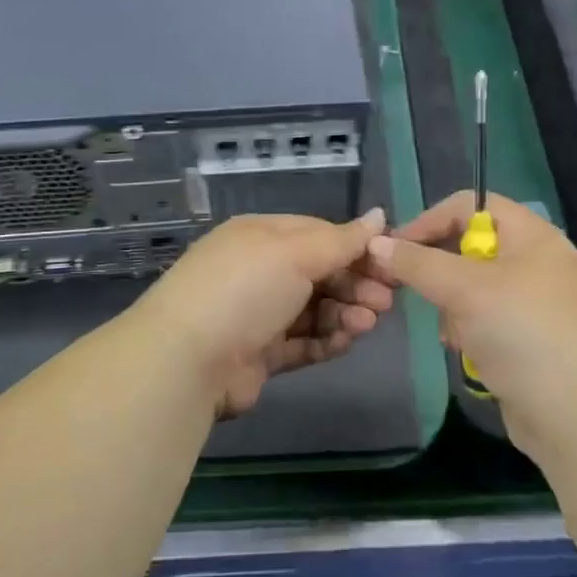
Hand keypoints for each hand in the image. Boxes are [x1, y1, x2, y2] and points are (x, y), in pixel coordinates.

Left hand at [127, 209, 394, 417]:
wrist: (187, 361)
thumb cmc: (245, 289)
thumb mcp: (295, 252)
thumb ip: (342, 239)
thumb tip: (379, 215)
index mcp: (262, 236)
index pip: (319, 234)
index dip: (355, 248)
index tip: (389, 262)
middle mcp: (259, 271)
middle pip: (319, 273)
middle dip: (355, 284)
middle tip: (386, 302)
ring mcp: (257, 314)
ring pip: (314, 309)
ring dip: (344, 314)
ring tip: (367, 324)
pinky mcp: (259, 354)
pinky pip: (302, 342)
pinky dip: (326, 340)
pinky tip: (347, 342)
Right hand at [367, 191, 576, 452]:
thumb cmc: (524, 334)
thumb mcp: (466, 290)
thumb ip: (418, 263)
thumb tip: (376, 244)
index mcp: (531, 235)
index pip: (470, 205)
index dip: (430, 220)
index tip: (395, 249)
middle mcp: (535, 261)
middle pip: (468, 247)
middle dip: (440, 272)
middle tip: (414, 293)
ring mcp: (533, 303)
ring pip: (471, 288)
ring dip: (454, 309)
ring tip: (455, 334)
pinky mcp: (528, 339)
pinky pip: (484, 320)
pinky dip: (470, 332)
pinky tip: (469, 353)